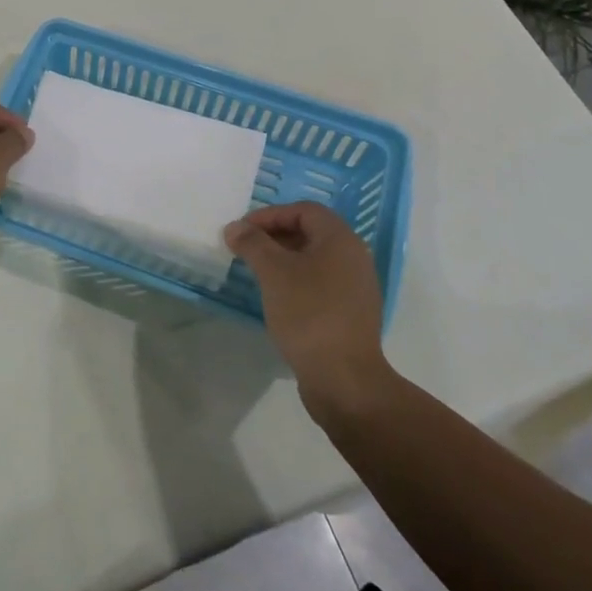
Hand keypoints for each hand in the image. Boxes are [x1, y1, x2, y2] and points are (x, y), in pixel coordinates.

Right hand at [224, 202, 396, 422]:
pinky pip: (321, 283)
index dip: (270, 215)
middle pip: (310, 232)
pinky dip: (297, 282)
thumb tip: (235, 228)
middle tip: (246, 249)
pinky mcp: (351, 313)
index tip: (242, 231)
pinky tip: (277, 299)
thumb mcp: (273, 272)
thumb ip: (252, 243)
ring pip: (315, 260)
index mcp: (340, 240)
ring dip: (284, 260)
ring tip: (257, 273)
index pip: (304, 210)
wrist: (344, 379)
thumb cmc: (308, 314)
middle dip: (275, 236)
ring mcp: (356, 287)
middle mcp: (354, 257)